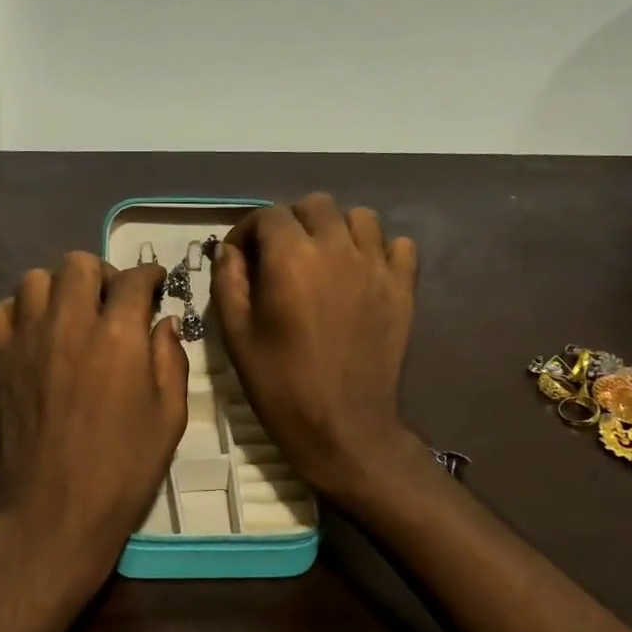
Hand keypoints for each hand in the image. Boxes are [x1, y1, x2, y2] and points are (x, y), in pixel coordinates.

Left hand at [0, 252, 188, 591]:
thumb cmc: (124, 467)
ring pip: (35, 279)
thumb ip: (171, 359)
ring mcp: (28, 339)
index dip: (150, 275)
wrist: (57, 509)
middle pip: (78, 263)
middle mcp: (70, 323)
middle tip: (112, 301)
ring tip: (71, 314)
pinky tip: (34, 334)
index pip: (134, 278)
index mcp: (118, 335)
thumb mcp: (170, 415)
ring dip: (58, 288)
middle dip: (102, 273)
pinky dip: (17, 313)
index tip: (156, 284)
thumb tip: (164, 322)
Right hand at [214, 194, 422, 500]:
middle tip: (280, 255)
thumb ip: (228, 280)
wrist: (343, 426)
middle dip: (291, 222)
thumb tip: (229, 249)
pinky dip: (380, 249)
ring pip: (360, 217)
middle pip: (315, 205)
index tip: (240, 256)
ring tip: (324, 258)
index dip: (248, 231)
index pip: (268, 215)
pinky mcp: (403, 287)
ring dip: (336, 229)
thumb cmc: (280, 383)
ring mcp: (376, 266)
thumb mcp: (236, 333)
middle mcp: (336, 248)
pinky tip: (363, 272)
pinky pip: (399, 246)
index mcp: (290, 257)